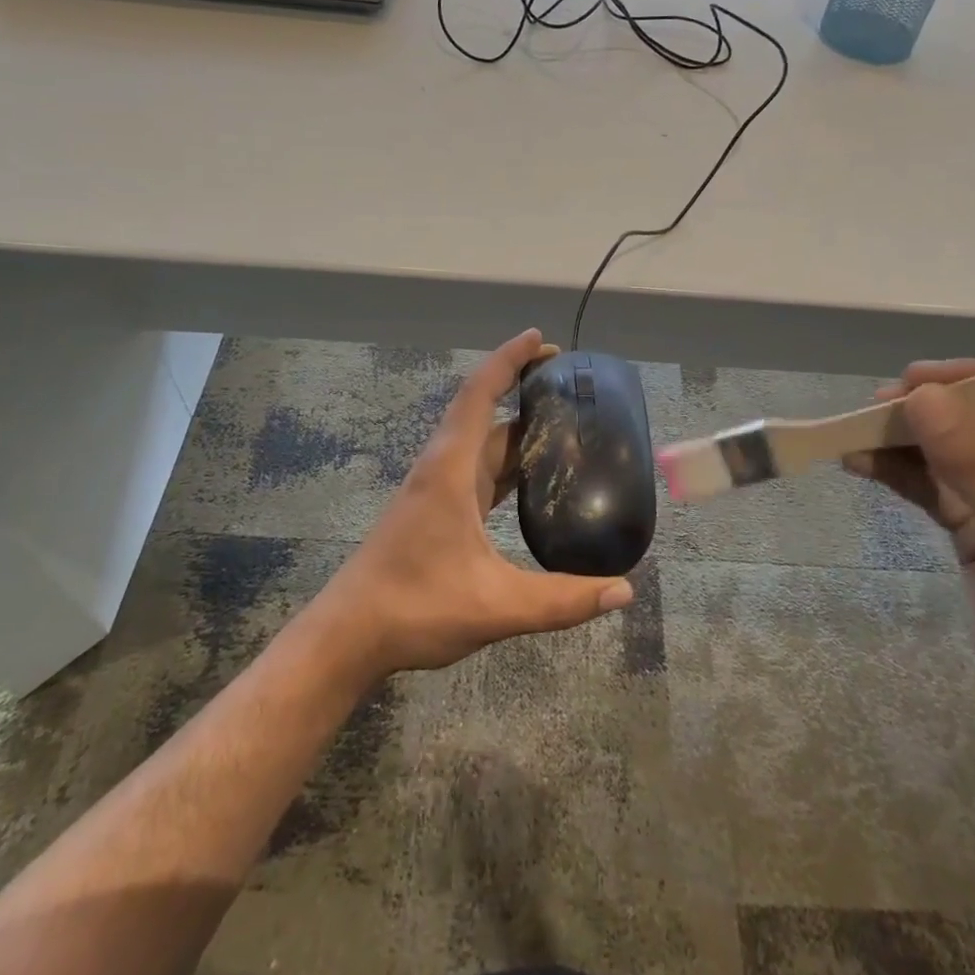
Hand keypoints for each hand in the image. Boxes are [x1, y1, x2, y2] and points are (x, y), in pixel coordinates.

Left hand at [314, 329, 634, 678]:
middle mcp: (443, 467)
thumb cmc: (415, 606)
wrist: (349, 635)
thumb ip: (562, 599)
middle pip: (484, 412)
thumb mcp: (496, 606)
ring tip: (562, 424)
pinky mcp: (435, 510)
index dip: (509, 359)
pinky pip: (478, 470)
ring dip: (516, 428)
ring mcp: (436, 489)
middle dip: (522, 389)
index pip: (480, 394)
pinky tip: (532, 479)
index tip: (540, 339)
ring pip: (481, 443)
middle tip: (569, 383)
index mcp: (451, 468)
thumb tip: (624, 590)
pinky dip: (506, 462)